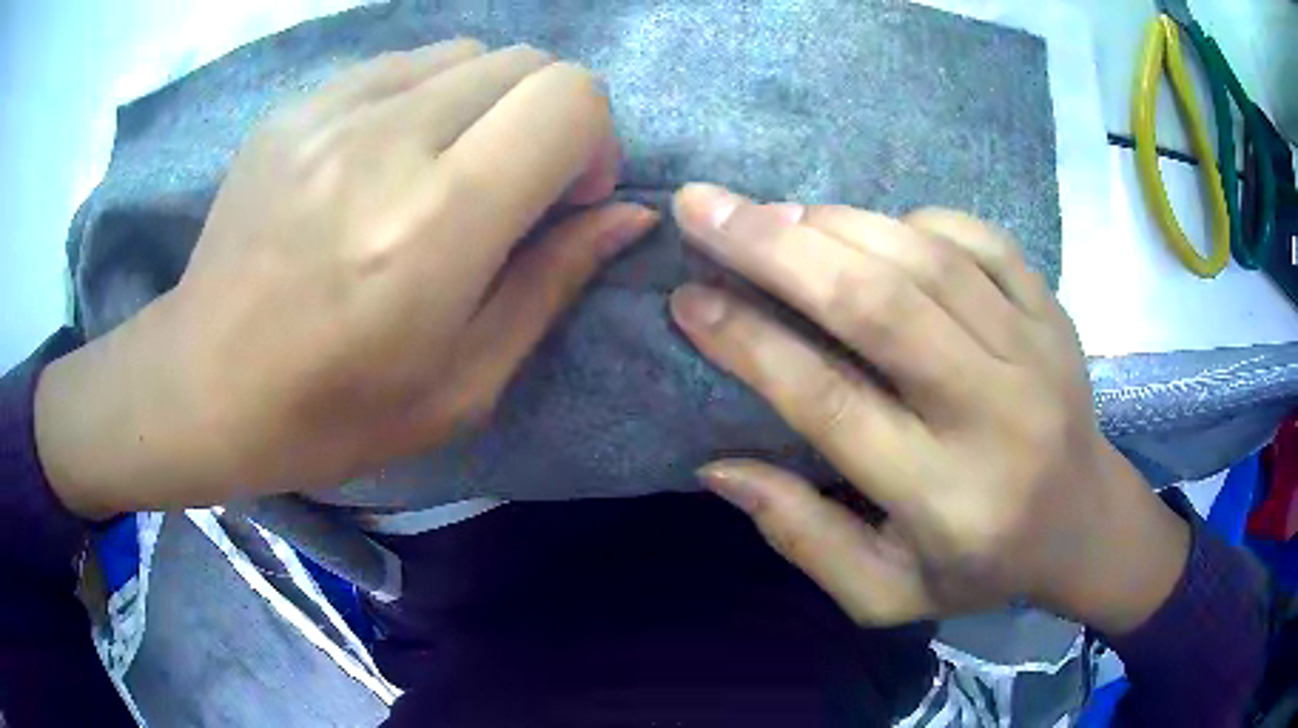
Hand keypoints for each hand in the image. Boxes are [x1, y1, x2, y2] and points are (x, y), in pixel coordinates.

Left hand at [34, 40, 657, 517]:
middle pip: (527, 62)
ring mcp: (330, 111)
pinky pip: (400, 65)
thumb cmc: (333, 413)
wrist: (203, 385)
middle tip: (511, 187)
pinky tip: (386, 159)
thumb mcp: (463, 384)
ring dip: (485, 104)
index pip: (569, 99)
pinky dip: (424, 98)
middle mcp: (386, 141)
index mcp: (436, 223)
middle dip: (548, 118)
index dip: (592, 141)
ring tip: (444, 170)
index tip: (564, 199)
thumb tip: (629, 216)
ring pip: (467, 54)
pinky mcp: (296, 106)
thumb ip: (552, 283)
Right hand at [669, 184, 1188, 634]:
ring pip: (925, 259)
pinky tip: (874, 231)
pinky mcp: (1053, 312)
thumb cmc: (982, 568)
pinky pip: (980, 239)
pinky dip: (914, 221)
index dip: (750, 342)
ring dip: (835, 224)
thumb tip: (718, 467)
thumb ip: (803, 537)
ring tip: (771, 215)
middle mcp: (994, 413)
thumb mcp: (885, 595)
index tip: (687, 299)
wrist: (1084, 522)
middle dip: (777, 248)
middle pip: (879, 307)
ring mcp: (1034, 349)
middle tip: (702, 207)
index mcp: (946, 497)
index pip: (832, 402)